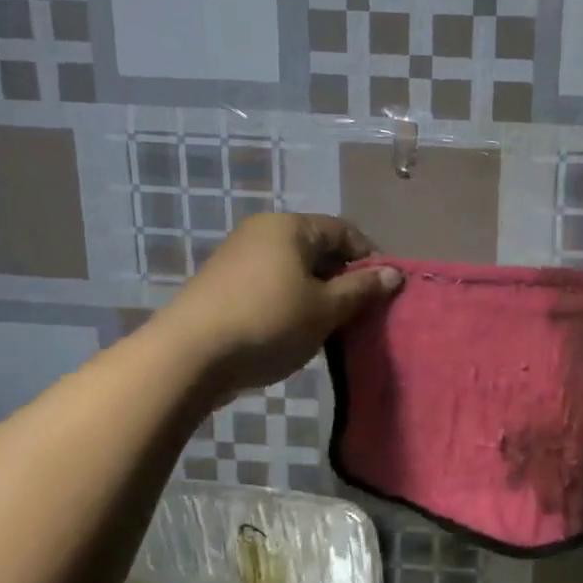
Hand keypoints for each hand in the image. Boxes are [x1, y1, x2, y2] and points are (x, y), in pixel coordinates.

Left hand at [161, 213, 401, 400]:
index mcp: (290, 226)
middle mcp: (262, 231)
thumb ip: (362, 288)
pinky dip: (290, 302)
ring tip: (328, 327)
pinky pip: (270, 284)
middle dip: (343, 279)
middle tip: (358, 314)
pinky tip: (293, 332)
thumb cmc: (268, 322)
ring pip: (294, 269)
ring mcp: (237, 256)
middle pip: (318, 249)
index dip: (370, 258)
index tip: (383, 292)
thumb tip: (394, 273)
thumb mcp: (325, 309)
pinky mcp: (222, 284)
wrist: (187, 356)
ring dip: (317, 294)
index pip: (344, 231)